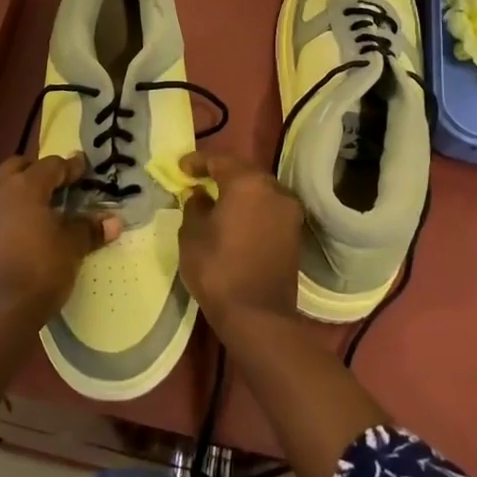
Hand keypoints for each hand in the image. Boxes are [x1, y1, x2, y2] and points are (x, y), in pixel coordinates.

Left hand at [0, 153, 118, 338]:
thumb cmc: (38, 272)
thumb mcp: (71, 249)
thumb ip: (89, 229)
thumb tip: (113, 221)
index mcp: (23, 186)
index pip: (51, 165)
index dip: (71, 167)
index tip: (85, 169)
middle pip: (19, 167)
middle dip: (39, 171)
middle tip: (60, 184)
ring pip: (1, 186)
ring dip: (20, 189)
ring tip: (42, 207)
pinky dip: (9, 209)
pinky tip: (23, 228)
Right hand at [176, 151, 303, 342]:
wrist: (258, 316)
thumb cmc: (218, 269)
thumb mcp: (192, 234)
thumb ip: (195, 206)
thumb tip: (201, 195)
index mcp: (247, 183)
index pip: (219, 160)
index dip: (197, 161)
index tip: (181, 168)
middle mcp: (274, 190)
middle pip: (244, 172)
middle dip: (221, 173)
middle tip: (198, 180)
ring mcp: (289, 212)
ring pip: (259, 190)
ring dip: (239, 191)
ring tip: (216, 200)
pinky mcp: (295, 233)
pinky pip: (269, 209)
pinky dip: (252, 208)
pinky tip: (235, 219)